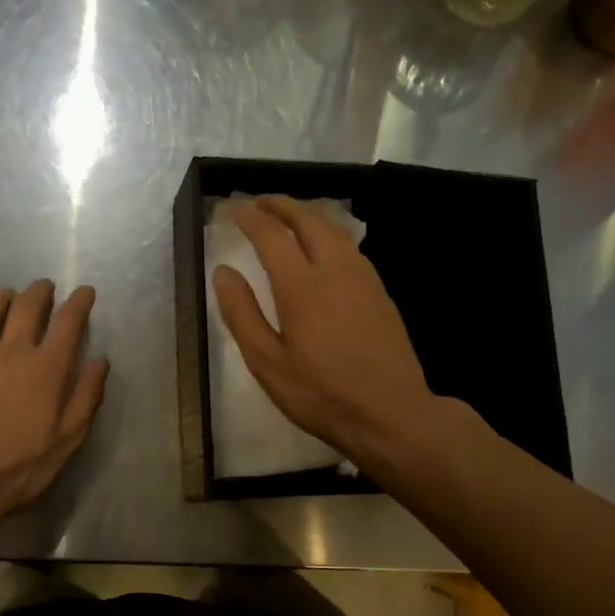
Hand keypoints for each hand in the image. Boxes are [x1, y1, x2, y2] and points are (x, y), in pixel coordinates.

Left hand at [0, 279, 108, 531]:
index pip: (67, 322)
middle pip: (26, 307)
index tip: (85, 291)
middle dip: (39, 292)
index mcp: (46, 368)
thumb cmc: (19, 464)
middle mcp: (11, 351)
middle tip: (44, 287)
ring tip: (8, 295)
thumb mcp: (67, 439)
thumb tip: (98, 360)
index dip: (78, 302)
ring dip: (1, 298)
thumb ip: (86, 396)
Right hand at [213, 196, 460, 469]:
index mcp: (301, 286)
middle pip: (309, 220)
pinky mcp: (380, 292)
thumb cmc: (321, 394)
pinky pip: (351, 247)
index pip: (271, 236)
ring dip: (309, 215)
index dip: (251, 218)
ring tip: (289, 217)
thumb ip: (242, 314)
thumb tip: (223, 271)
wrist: (391, 413)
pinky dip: (330, 233)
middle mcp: (335, 270)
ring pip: (335, 230)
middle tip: (260, 202)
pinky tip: (325, 248)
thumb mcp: (267, 362)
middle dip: (282, 205)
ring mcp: (364, 279)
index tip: (234, 209)